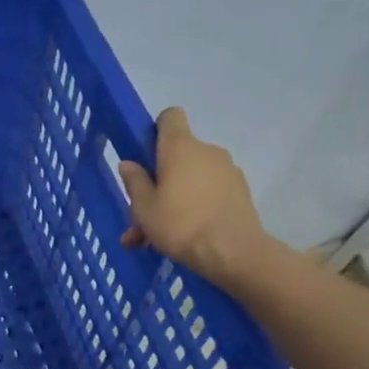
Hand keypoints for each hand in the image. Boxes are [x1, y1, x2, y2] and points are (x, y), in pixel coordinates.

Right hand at [119, 107, 282, 286]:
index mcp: (180, 147)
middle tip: (141, 216)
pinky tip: (183, 239)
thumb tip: (129, 163)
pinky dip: (194, 209)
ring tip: (156, 239)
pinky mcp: (240, 192)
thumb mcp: (144, 208)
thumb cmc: (181, 224)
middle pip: (178, 156)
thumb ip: (135, 182)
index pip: (170, 117)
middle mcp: (207, 151)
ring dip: (174, 202)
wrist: (233, 252)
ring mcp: (227, 170)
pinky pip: (208, 194)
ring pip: (191, 181)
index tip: (146, 155)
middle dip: (159, 182)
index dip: (156, 130)